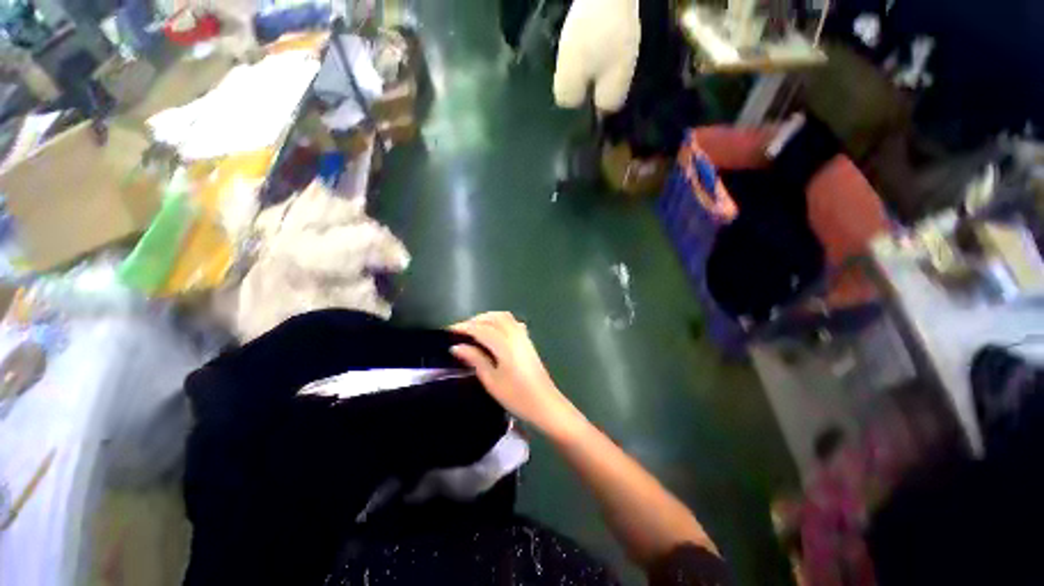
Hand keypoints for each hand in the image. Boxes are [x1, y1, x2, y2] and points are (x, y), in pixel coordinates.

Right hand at [451, 312, 583, 438]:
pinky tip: (493, 331)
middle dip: (475, 320)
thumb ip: (475, 359)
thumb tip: (456, 347)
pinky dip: (499, 320)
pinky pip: (512, 322)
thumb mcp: (491, 380)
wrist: (545, 403)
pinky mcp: (528, 340)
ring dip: (487, 318)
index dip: (464, 327)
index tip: (449, 330)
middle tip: (460, 331)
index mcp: (505, 344)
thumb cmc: (516, 396)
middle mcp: (515, 335)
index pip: (481, 329)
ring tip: (473, 329)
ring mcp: (523, 336)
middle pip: (493, 318)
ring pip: (503, 317)